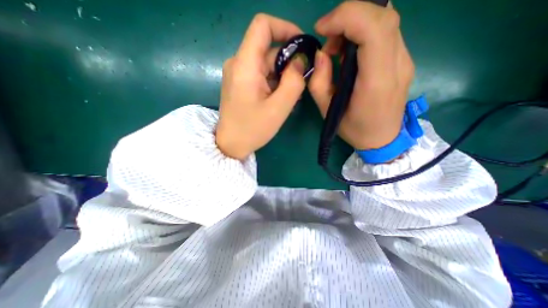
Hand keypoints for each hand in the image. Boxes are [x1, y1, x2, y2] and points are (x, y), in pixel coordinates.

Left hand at [215, 13, 307, 159]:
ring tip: (292, 96)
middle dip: (289, 62)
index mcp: (245, 64)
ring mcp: (238, 74)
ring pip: (267, 64)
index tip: (302, 46)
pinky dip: (274, 83)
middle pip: (268, 50)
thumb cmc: (253, 129)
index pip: (263, 25)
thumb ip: (293, 81)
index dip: (285, 28)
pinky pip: (261, 75)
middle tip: (301, 83)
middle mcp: (239, 63)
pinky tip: (280, 99)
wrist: (231, 144)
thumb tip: (300, 61)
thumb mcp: (279, 108)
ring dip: (283, 76)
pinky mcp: (241, 83)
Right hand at [308, 1, 415, 150]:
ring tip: (337, 48)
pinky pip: (386, 32)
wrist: (382, 139)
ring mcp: (405, 60)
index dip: (346, 17)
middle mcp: (397, 65)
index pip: (373, 28)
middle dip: (349, 15)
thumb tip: (321, 54)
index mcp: (376, 81)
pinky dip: (364, 32)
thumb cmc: (354, 129)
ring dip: (356, 24)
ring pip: (386, 20)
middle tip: (328, 36)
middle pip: (383, 16)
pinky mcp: (403, 60)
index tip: (322, 28)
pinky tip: (350, 52)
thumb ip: (319, 82)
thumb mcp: (327, 111)